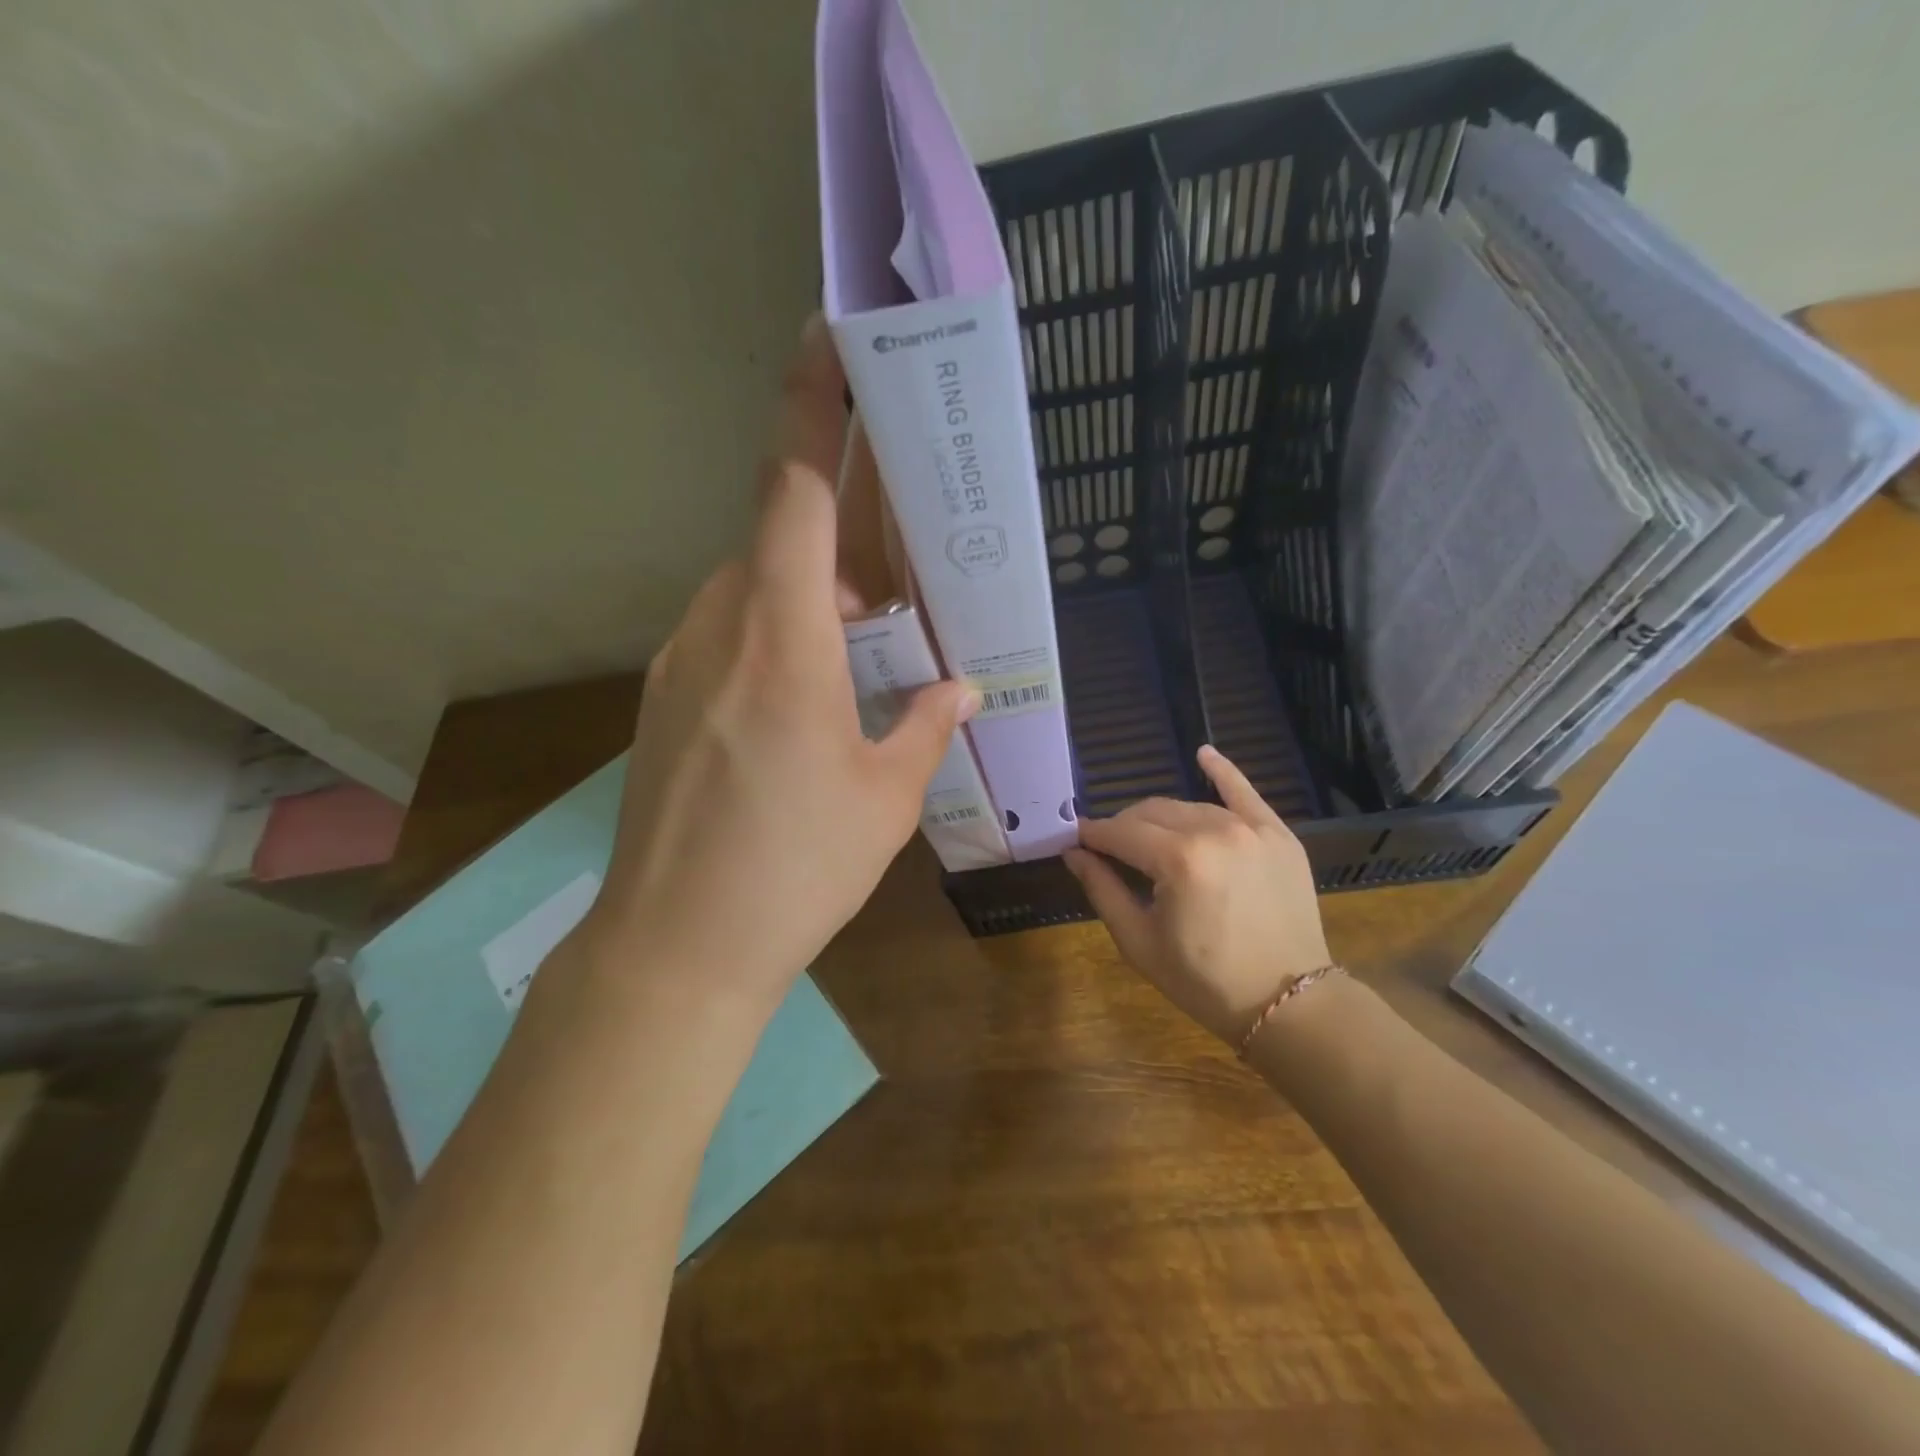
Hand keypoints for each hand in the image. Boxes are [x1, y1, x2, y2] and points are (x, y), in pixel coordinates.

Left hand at [587, 318, 977, 1014]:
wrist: (676, 945)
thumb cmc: (795, 866)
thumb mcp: (886, 795)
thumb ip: (927, 724)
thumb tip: (958, 688)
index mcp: (782, 636)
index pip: (793, 488)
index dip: (812, 407)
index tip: (829, 341)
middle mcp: (720, 626)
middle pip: (782, 539)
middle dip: (844, 539)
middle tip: (904, 569)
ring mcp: (682, 662)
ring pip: (756, 590)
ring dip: (815, 597)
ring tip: (871, 646)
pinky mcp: (668, 700)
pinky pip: (732, 635)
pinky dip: (781, 636)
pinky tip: (816, 698)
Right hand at [1064, 746, 1331, 1044]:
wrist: (1290, 1003)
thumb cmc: (1205, 981)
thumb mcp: (1140, 942)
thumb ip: (1102, 889)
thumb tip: (1073, 852)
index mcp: (1178, 861)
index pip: (1120, 833)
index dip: (1093, 835)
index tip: (1075, 839)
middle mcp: (1214, 831)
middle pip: (1150, 812)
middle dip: (1124, 826)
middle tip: (1111, 850)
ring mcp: (1250, 829)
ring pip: (1188, 806)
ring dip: (1161, 819)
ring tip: (1150, 841)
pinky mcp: (1278, 834)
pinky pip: (1244, 792)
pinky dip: (1222, 771)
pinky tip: (1204, 752)